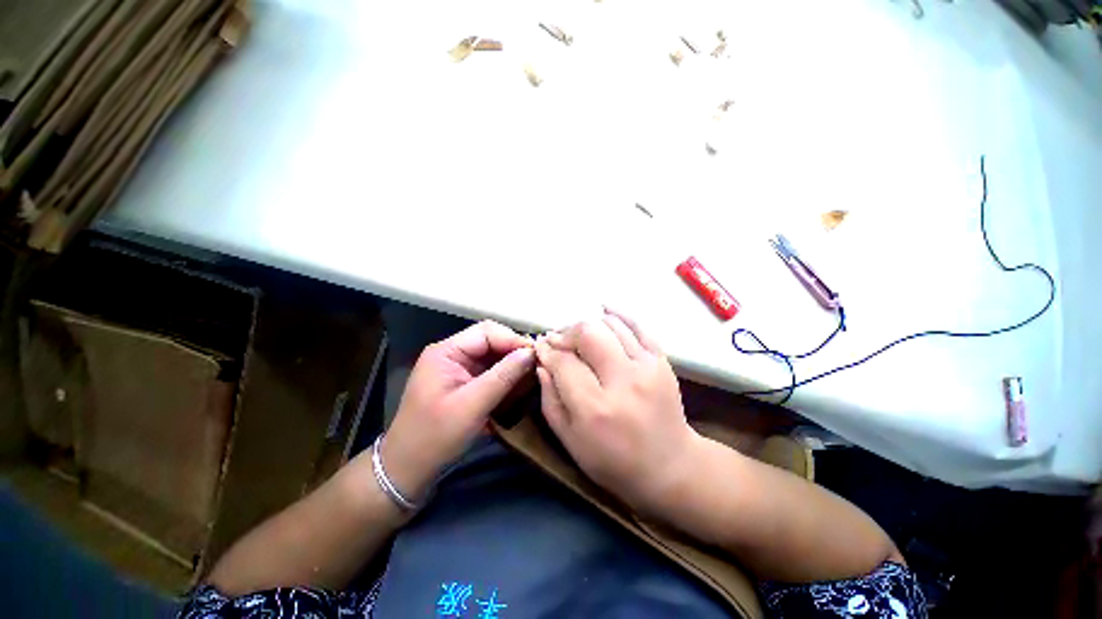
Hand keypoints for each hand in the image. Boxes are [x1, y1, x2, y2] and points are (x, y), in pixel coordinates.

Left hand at [382, 321, 534, 502]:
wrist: (408, 469)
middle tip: (536, 364)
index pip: (486, 332)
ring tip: (531, 373)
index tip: (536, 355)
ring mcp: (457, 367)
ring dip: (511, 362)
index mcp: (446, 351)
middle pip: (490, 340)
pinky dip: (504, 374)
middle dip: (513, 350)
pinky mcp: (462, 381)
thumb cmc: (436, 436)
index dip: (512, 339)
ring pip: (492, 354)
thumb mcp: (472, 405)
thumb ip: (503, 376)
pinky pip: (488, 369)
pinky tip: (518, 383)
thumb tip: (530, 353)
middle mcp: (451, 353)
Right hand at [533, 309, 701, 517]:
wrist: (670, 466)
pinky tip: (604, 310)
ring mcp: (646, 368)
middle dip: (566, 333)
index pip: (563, 362)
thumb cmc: (613, 461)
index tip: (541, 347)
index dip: (547, 350)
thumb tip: (542, 363)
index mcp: (594, 408)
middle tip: (558, 340)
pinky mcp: (662, 361)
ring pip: (609, 325)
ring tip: (578, 335)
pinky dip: (618, 313)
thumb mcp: (570, 441)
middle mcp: (622, 382)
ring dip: (587, 325)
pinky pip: (638, 325)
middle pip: (587, 334)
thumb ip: (549, 400)